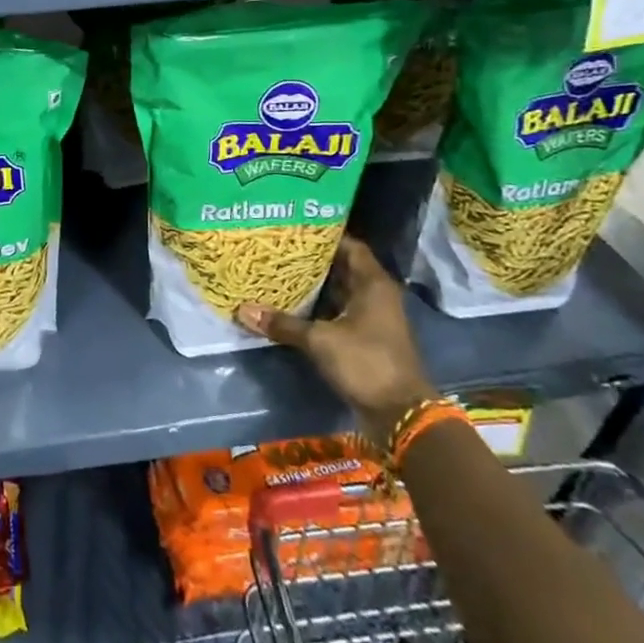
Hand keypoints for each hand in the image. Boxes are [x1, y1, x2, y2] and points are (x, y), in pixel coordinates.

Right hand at [237, 235, 433, 441]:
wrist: (400, 414)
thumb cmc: (366, 363)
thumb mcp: (320, 340)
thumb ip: (283, 324)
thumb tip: (243, 310)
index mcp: (373, 284)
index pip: (349, 246)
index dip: (324, 235)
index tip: (294, 228)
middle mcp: (375, 296)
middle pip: (341, 268)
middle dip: (312, 260)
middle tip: (277, 248)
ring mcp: (371, 319)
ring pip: (338, 292)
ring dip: (313, 285)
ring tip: (277, 272)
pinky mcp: (364, 339)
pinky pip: (337, 313)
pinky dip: (317, 308)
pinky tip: (290, 305)